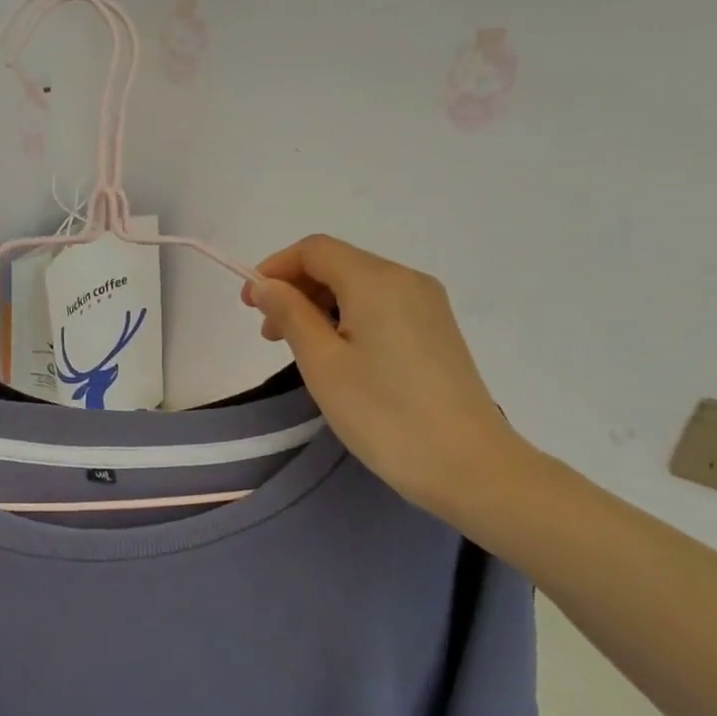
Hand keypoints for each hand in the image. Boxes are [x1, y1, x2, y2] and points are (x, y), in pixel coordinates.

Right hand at [242, 235, 521, 519]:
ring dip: (319, 305)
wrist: (468, 465)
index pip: (314, 250)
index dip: (274, 269)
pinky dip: (347, 317)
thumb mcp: (323, 364)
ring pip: (359, 286)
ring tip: (298, 349)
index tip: (249, 305)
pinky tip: (337, 354)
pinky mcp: (437, 330)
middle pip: (338, 263)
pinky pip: (381, 306)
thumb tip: (266, 284)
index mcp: (377, 281)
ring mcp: (427, 304)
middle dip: (295, 289)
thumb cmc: (384, 414)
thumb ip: (291, 314)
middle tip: (269, 335)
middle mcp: (407, 280)